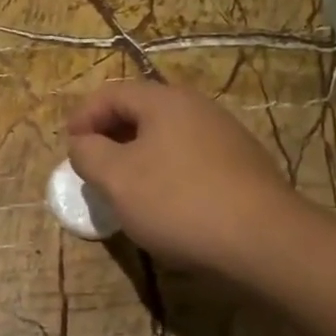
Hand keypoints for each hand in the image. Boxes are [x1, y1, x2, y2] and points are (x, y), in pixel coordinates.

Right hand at [66, 80, 306, 281]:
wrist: (266, 242)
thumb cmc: (179, 202)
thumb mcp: (116, 178)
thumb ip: (88, 154)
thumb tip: (82, 144)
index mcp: (165, 101)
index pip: (112, 93)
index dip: (83, 116)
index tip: (69, 147)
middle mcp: (198, 108)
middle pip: (141, 112)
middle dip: (110, 136)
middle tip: (92, 166)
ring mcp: (226, 137)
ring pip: (167, 137)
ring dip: (137, 156)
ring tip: (124, 188)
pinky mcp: (243, 167)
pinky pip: (190, 159)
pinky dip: (166, 172)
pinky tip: (165, 204)